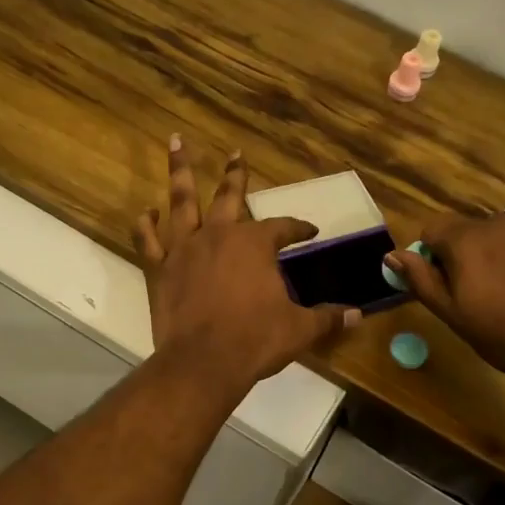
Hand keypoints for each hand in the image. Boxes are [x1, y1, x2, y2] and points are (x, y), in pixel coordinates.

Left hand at [136, 138, 358, 390]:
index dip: (299, 227)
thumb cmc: (256, 340)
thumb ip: (328, 317)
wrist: (204, 362)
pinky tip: (147, 212)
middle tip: (236, 153)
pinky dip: (146, 224)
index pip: (282, 227)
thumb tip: (358, 315)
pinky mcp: (159, 269)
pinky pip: (148, 240)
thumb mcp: (300, 329)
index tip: (310, 230)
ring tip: (176, 142)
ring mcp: (184, 249)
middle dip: (236, 174)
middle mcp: (219, 235)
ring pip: (182, 201)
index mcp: (255, 244)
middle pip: (229, 196)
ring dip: (181, 171)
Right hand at [387, 213, 504, 386]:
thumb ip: (422, 281)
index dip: (432, 256)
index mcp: (467, 240)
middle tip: (481, 297)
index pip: (433, 228)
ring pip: (504, 237)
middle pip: (469, 231)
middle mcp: (500, 222)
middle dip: (467, 256)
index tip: (446, 285)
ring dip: (499, 257)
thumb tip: (392, 255)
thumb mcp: (454, 315)